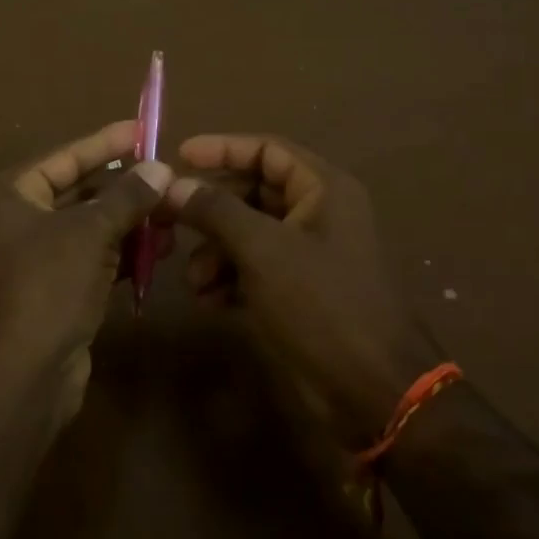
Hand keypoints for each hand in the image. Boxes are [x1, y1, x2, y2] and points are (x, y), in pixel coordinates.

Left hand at [0, 120, 172, 432]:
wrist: (15, 380)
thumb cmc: (43, 289)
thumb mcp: (88, 234)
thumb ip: (126, 197)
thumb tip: (161, 167)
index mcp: (5, 195)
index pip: (63, 158)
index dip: (104, 143)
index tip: (143, 129)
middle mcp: (12, 222)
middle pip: (78, 193)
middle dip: (125, 189)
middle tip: (169, 177)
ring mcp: (31, 260)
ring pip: (88, 230)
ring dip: (129, 223)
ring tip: (174, 215)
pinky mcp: (51, 293)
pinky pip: (91, 261)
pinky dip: (121, 255)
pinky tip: (159, 250)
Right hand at [164, 134, 434, 448]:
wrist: (371, 390)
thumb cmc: (322, 304)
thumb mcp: (263, 250)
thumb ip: (215, 211)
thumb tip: (172, 184)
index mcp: (323, 189)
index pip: (267, 150)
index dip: (222, 148)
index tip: (178, 156)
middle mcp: (317, 214)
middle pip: (252, 192)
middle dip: (210, 210)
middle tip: (167, 220)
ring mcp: (307, 254)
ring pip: (248, 234)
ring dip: (214, 251)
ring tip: (194, 280)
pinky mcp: (298, 291)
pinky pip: (254, 269)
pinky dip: (229, 279)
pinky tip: (209, 301)